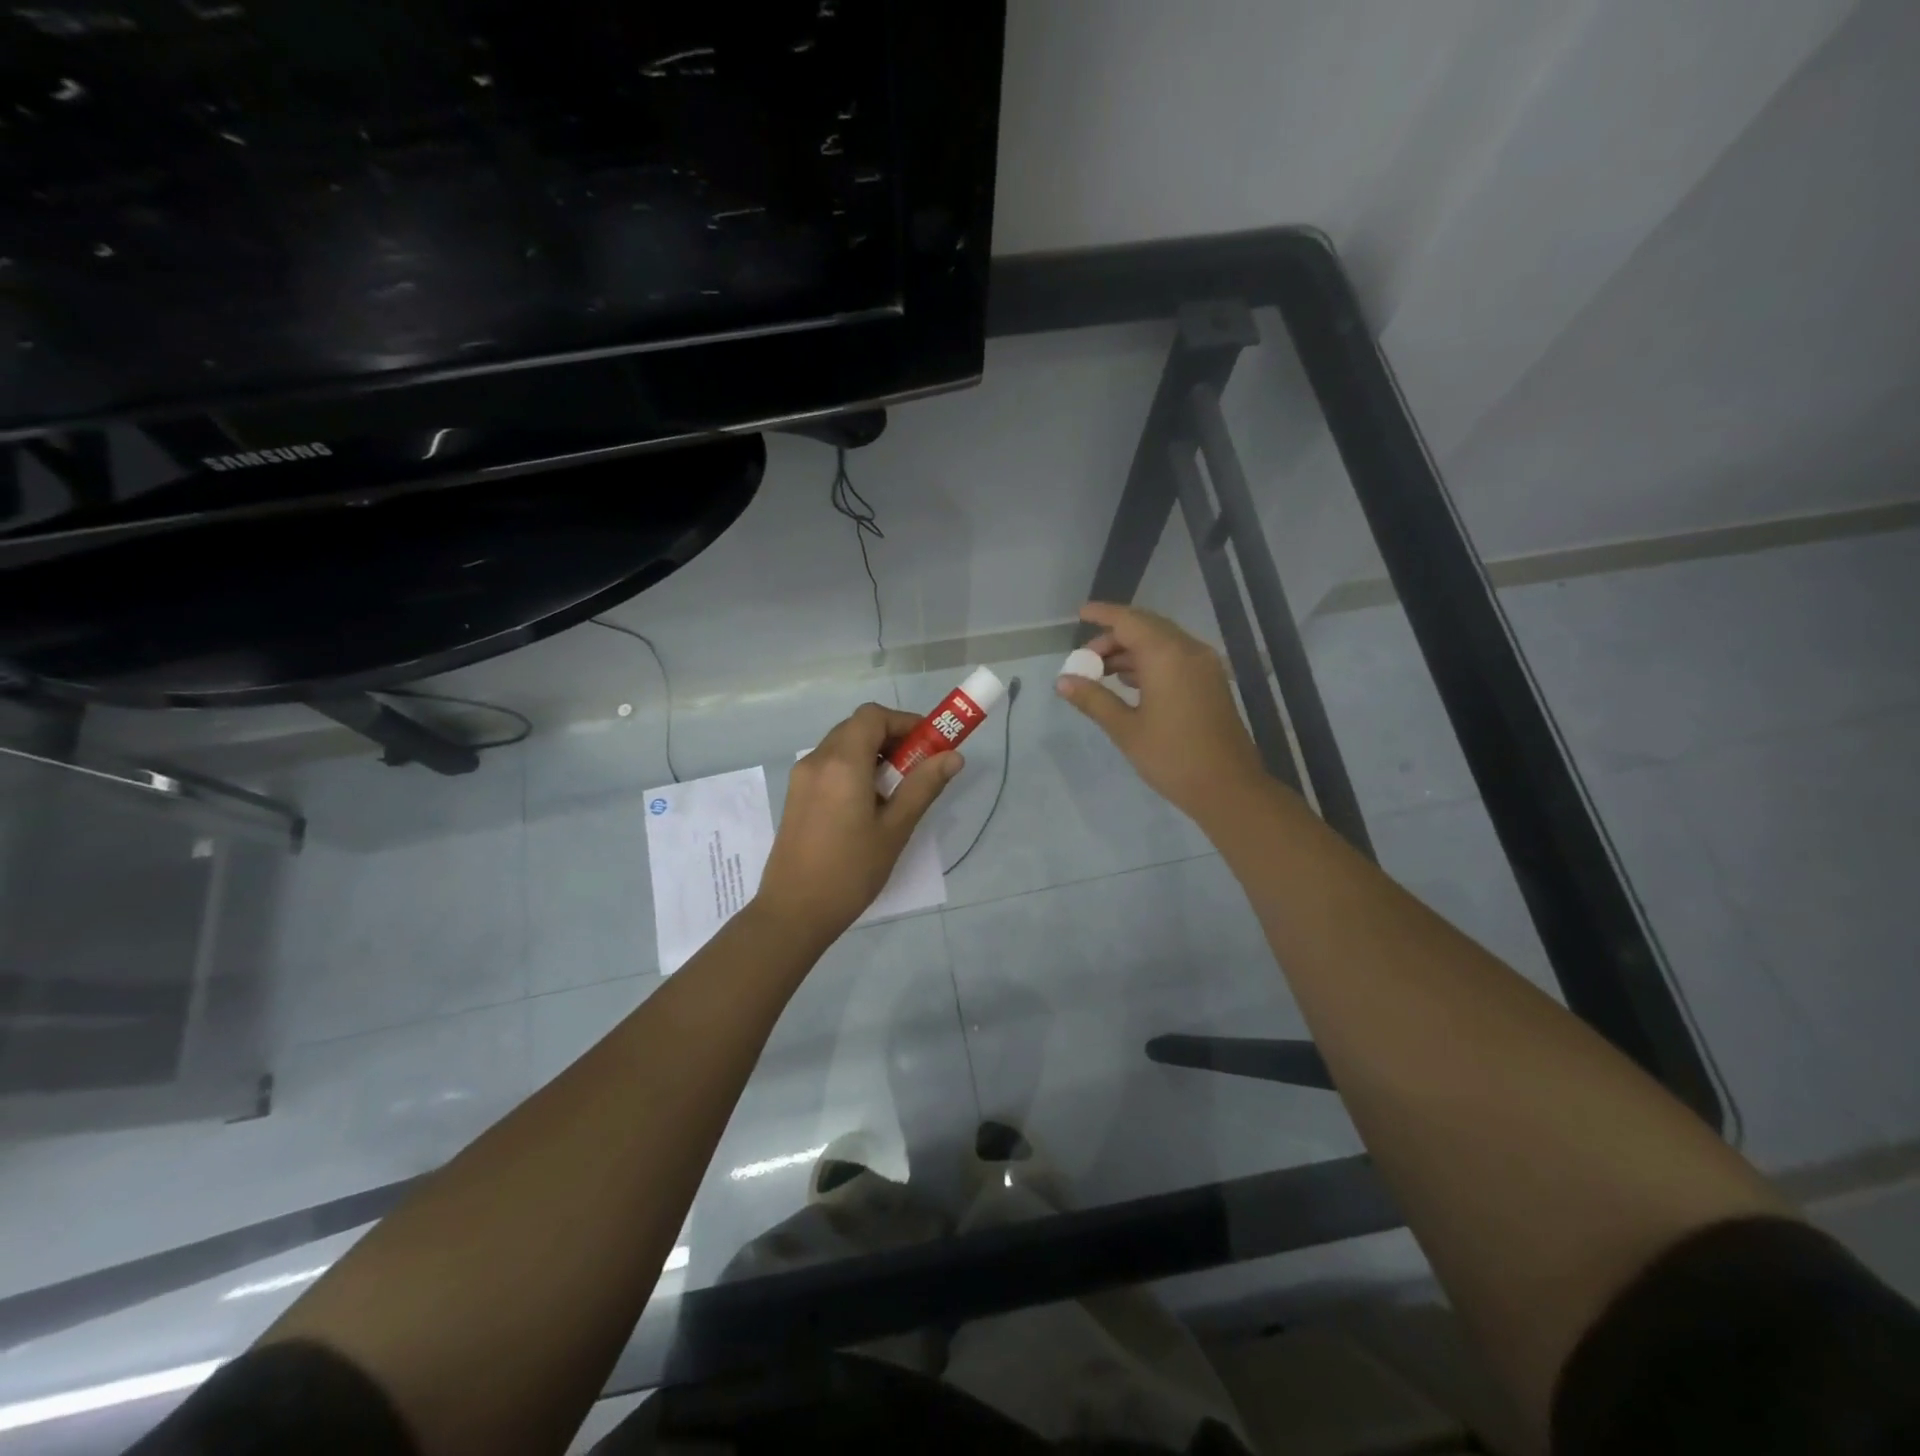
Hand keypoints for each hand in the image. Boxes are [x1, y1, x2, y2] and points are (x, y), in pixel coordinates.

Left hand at [756, 703, 961, 943]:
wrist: (794, 912)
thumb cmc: (850, 871)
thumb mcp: (895, 829)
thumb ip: (923, 786)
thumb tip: (953, 756)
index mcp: (842, 763)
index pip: (873, 716)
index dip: (905, 721)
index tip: (929, 744)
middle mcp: (817, 760)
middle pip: (857, 727)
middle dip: (892, 737)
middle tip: (918, 766)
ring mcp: (802, 777)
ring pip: (842, 745)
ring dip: (873, 753)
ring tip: (897, 789)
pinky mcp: (796, 795)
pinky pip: (829, 765)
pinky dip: (854, 767)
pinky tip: (869, 803)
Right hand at [1055, 602, 1267, 822]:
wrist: (1228, 787)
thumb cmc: (1172, 757)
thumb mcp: (1125, 729)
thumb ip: (1093, 699)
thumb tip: (1062, 681)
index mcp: (1167, 656)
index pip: (1129, 621)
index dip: (1103, 615)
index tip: (1080, 614)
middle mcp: (1189, 651)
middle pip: (1146, 627)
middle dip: (1114, 637)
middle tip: (1085, 657)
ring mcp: (1204, 666)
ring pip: (1162, 642)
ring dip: (1131, 650)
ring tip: (1100, 672)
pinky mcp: (1210, 682)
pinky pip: (1175, 657)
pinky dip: (1149, 661)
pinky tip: (1129, 681)